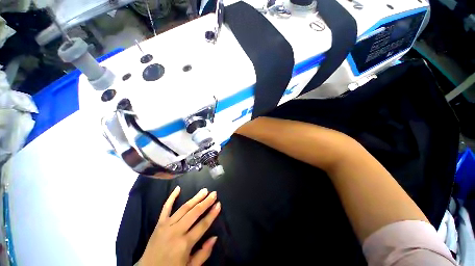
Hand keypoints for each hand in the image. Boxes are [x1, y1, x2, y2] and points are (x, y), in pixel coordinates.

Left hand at [139, 186, 220, 265]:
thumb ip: (203, 254)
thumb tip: (215, 237)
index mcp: (184, 244)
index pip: (202, 225)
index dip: (212, 214)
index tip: (219, 204)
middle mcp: (176, 231)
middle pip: (194, 213)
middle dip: (206, 202)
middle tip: (214, 194)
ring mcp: (166, 226)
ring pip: (184, 208)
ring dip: (195, 198)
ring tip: (204, 190)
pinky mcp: (159, 224)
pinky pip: (165, 208)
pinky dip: (171, 197)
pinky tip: (178, 188)